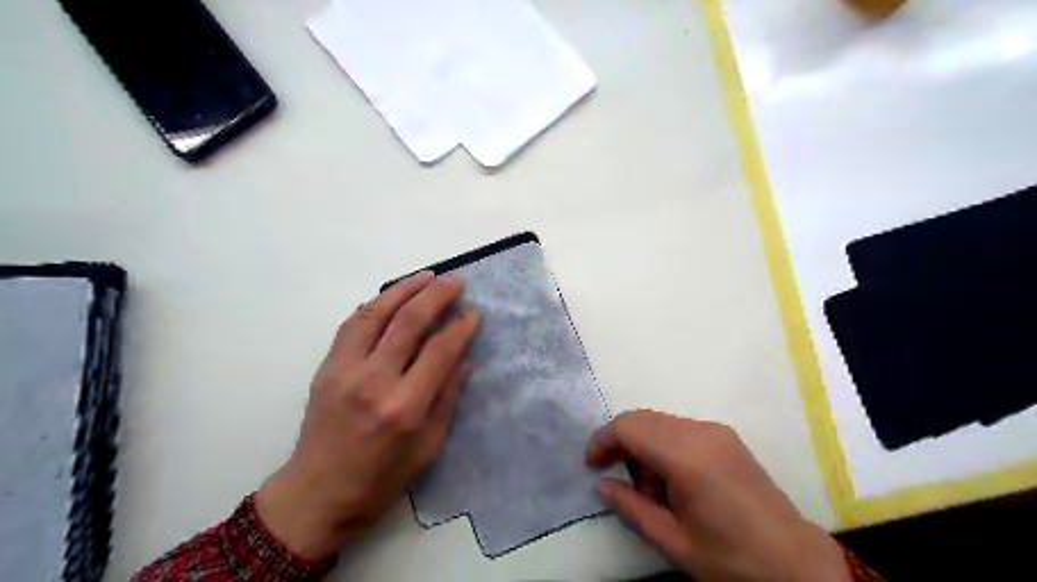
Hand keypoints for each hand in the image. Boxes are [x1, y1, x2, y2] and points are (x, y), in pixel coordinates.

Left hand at [252, 272, 478, 559]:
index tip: (473, 313)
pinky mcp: (326, 367)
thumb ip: (447, 399)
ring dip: (403, 289)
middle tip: (454, 280)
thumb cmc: (380, 479)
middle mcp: (374, 381)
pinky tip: (390, 297)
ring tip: (425, 276)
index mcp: (404, 407)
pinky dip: (373, 305)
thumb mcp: (428, 448)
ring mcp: (345, 370)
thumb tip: (464, 360)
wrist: (316, 494)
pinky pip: (351, 325)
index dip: (460, 327)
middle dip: (436, 295)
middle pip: (408, 322)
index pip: (439, 351)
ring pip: (376, 314)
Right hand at [587, 409, 845, 581]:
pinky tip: (674, 481)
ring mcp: (716, 431)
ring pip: (659, 422)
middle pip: (642, 419)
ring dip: (644, 448)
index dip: (603, 440)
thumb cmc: (732, 558)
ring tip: (654, 491)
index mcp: (687, 457)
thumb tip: (602, 484)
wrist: (795, 563)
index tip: (591, 465)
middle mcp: (701, 432)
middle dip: (622, 445)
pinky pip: (679, 429)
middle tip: (623, 484)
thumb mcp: (673, 541)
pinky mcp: (725, 436)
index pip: (629, 427)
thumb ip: (631, 508)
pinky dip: (663, 447)